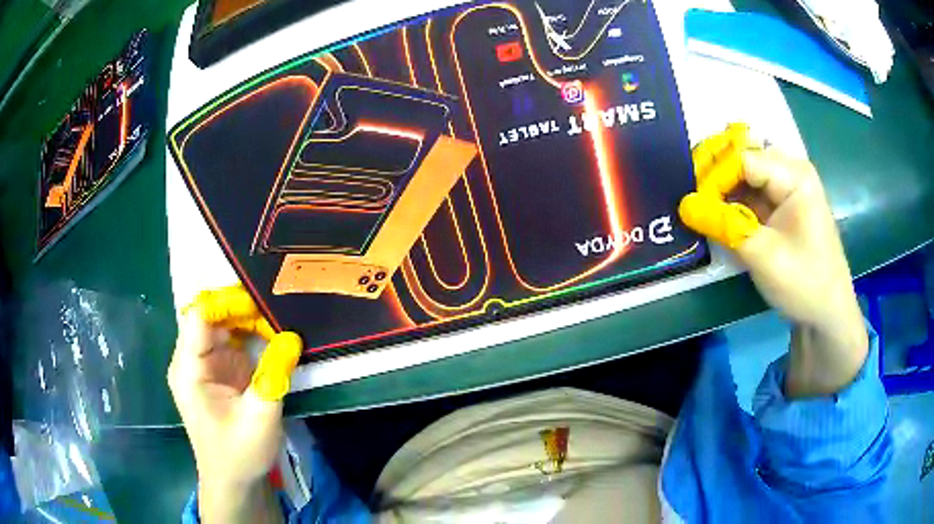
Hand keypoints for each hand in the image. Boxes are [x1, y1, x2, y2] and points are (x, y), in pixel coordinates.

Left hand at [168, 285, 302, 522]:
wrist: (234, 481)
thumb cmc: (239, 453)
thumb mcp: (260, 418)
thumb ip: (273, 375)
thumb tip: (293, 337)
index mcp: (189, 369)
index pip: (200, 316)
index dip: (227, 302)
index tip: (262, 300)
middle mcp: (191, 360)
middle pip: (212, 316)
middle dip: (243, 309)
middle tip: (278, 310)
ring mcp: (205, 365)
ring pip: (223, 326)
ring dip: (249, 321)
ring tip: (279, 320)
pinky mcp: (219, 372)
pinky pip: (232, 342)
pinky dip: (252, 336)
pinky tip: (273, 336)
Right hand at [679, 124, 867, 396]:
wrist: (827, 314)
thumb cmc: (804, 283)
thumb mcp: (763, 256)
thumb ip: (724, 225)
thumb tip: (683, 205)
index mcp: (794, 175)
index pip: (742, 158)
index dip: (713, 175)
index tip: (689, 200)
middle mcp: (791, 171)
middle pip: (743, 158)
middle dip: (714, 174)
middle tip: (690, 195)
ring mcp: (787, 188)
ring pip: (744, 174)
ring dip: (721, 188)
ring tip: (698, 204)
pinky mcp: (782, 205)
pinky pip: (751, 192)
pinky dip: (732, 201)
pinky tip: (716, 213)